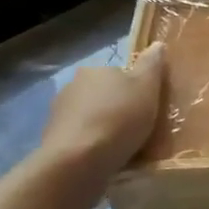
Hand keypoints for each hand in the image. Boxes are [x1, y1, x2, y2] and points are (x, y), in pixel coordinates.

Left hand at [37, 43, 167, 192]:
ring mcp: (57, 116)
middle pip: (101, 96)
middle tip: (136, 130)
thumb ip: (152, 65)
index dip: (133, 90)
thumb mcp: (146, 87)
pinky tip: (103, 162)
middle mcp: (71, 87)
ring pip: (88, 119)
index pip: (117, 75)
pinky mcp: (51, 144)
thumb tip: (157, 45)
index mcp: (94, 70)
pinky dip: (90, 148)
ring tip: (120, 150)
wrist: (77, 163)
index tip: (145, 108)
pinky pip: (78, 142)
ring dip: (101, 130)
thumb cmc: (118, 118)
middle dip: (115, 110)